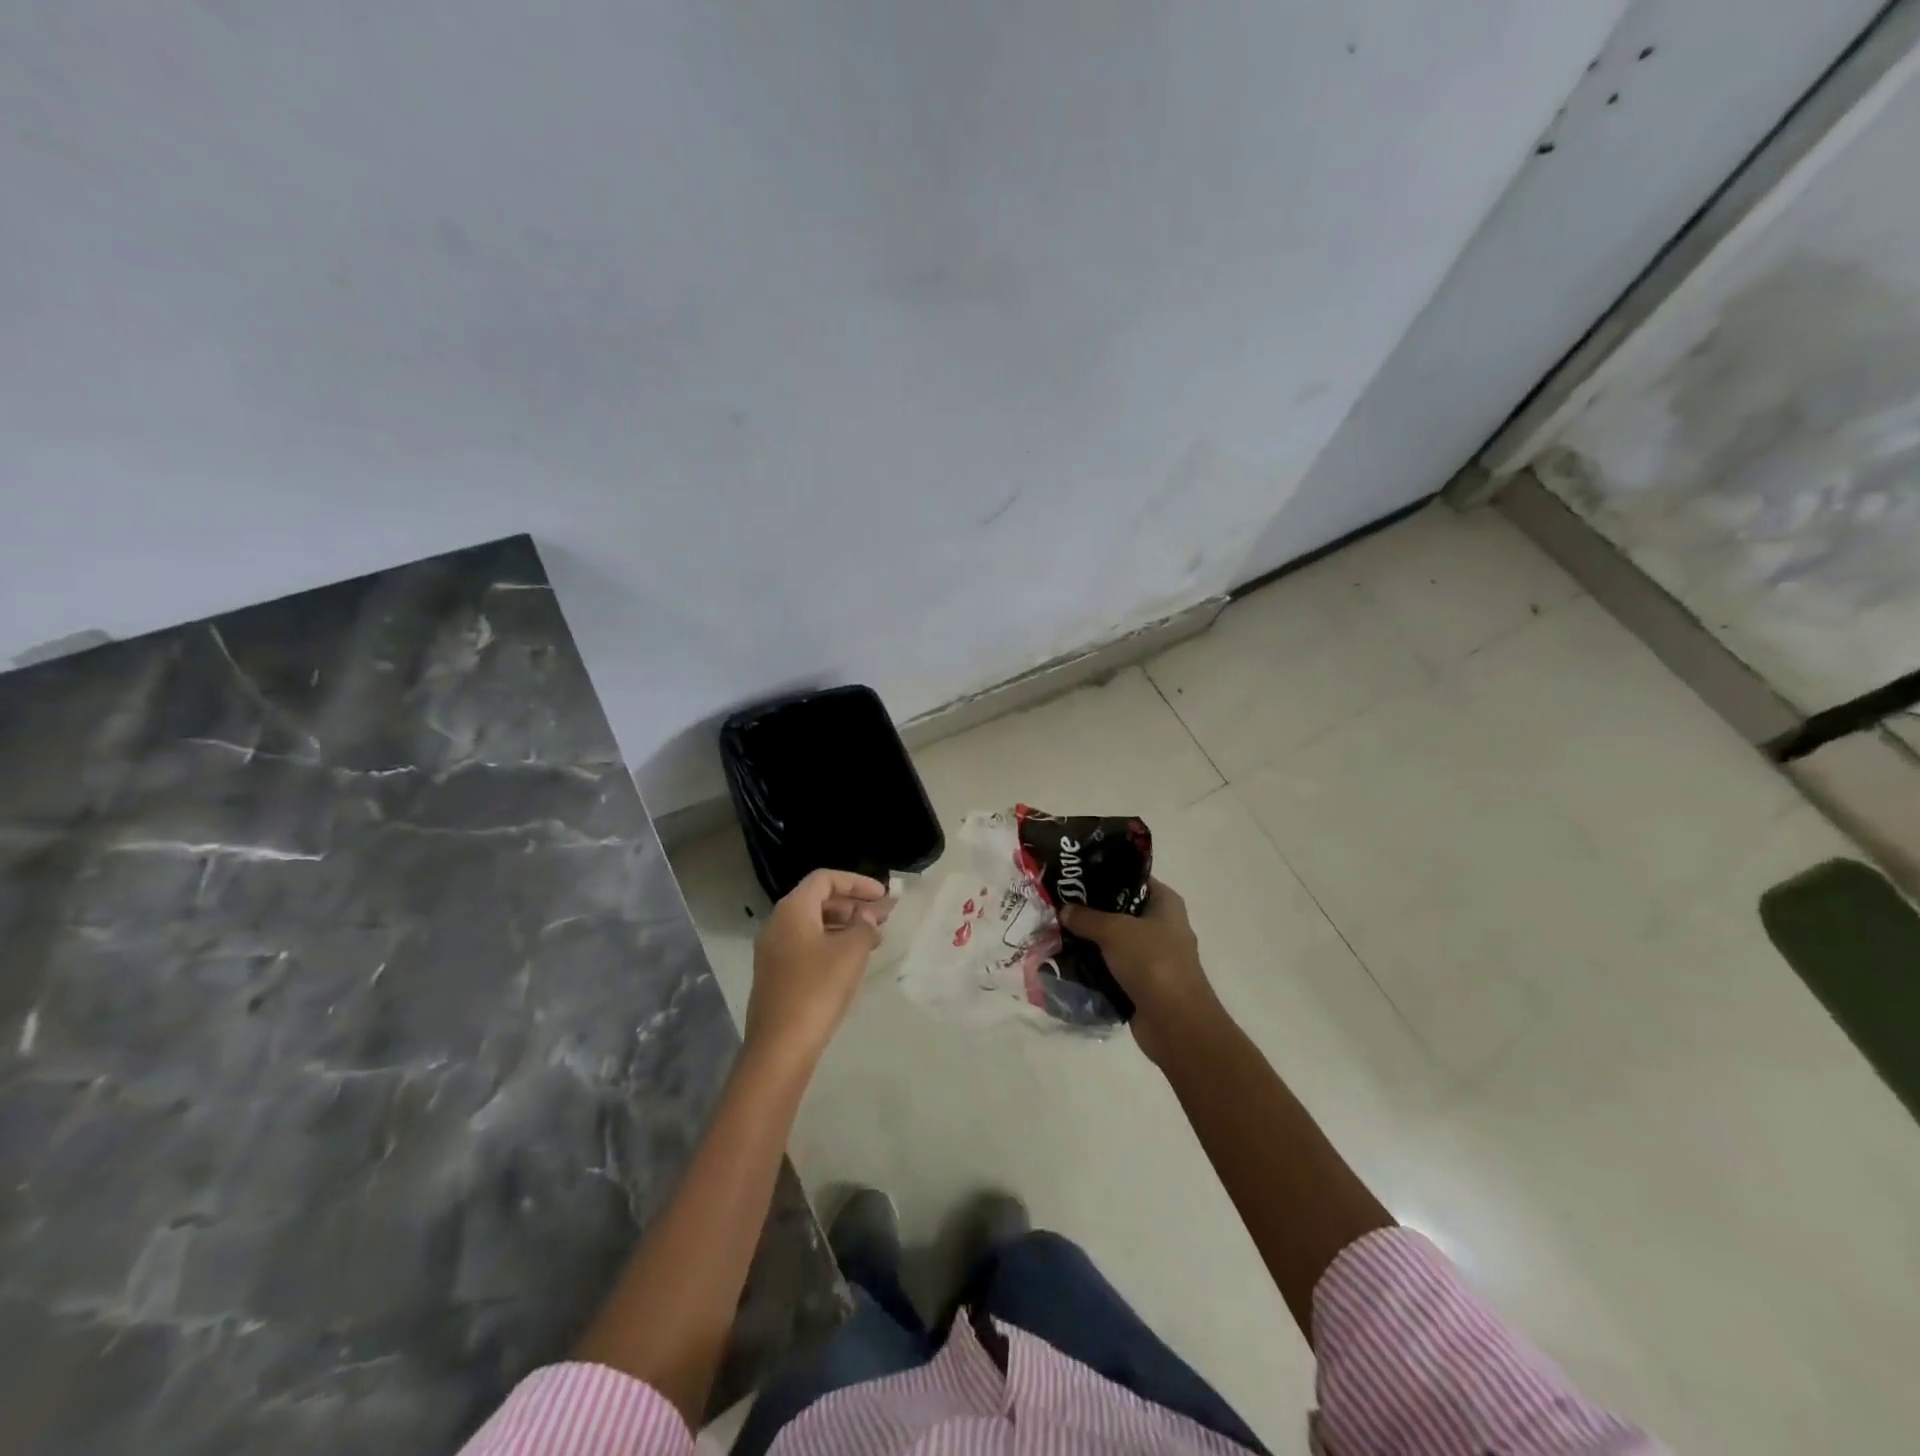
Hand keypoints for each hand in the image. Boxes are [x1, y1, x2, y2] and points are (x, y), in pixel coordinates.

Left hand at [744, 869, 889, 1071]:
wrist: (780, 1046)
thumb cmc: (818, 989)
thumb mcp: (851, 952)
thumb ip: (864, 925)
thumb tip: (867, 917)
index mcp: (792, 909)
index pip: (825, 879)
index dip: (856, 882)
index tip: (882, 896)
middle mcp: (777, 923)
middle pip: (818, 899)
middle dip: (852, 904)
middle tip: (881, 918)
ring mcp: (772, 950)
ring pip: (812, 924)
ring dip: (843, 926)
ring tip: (872, 941)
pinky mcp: (775, 974)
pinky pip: (805, 945)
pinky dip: (830, 944)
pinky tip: (850, 962)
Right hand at [1059, 878, 1219, 1065]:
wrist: (1175, 1024)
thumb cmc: (1152, 963)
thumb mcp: (1114, 931)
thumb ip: (1086, 917)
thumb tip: (1064, 909)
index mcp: (1165, 903)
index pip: (1132, 878)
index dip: (1104, 874)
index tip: (1073, 876)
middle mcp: (1161, 926)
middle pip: (1120, 910)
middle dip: (1090, 910)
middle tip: (1057, 905)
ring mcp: (1153, 957)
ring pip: (1114, 941)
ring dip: (1089, 941)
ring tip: (1055, 931)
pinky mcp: (1142, 983)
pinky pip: (1112, 967)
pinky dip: (1093, 966)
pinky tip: (1066, 961)